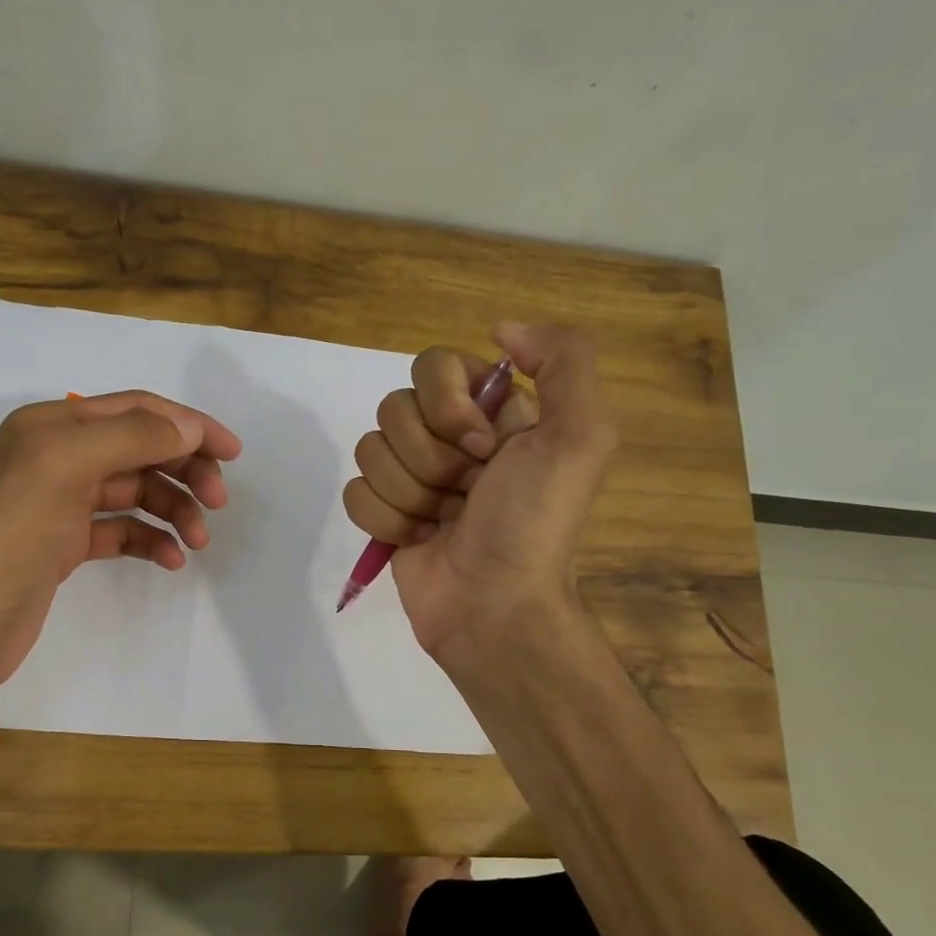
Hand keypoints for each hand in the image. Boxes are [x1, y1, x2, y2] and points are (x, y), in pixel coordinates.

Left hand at [0, 390, 241, 695]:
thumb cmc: (16, 533)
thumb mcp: (69, 465)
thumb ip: (133, 437)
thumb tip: (188, 427)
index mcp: (54, 426)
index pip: (136, 410)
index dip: (187, 425)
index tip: (231, 452)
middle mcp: (58, 457)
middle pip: (140, 450)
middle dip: (184, 471)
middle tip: (217, 501)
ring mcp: (63, 503)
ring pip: (136, 493)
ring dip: (173, 510)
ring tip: (198, 540)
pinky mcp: (67, 545)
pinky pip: (123, 531)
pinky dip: (150, 540)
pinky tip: (171, 559)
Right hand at [342, 323, 616, 663]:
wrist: (494, 607)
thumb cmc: (532, 523)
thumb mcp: (580, 436)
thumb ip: (564, 361)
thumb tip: (501, 328)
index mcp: (493, 411)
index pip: (434, 366)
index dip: (449, 408)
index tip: (484, 448)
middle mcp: (451, 437)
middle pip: (394, 408)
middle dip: (431, 459)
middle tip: (467, 493)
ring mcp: (413, 476)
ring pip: (370, 450)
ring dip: (411, 494)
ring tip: (444, 523)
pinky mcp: (385, 513)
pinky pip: (355, 491)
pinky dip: (386, 520)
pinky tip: (419, 540)